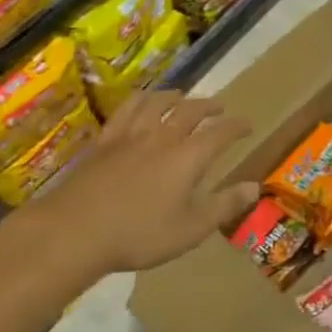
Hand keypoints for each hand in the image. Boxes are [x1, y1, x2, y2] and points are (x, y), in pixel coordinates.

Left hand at [39, 89, 255, 275]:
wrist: (76, 230)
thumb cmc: (139, 234)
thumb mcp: (190, 229)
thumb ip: (224, 205)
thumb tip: (255, 187)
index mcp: (188, 157)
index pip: (220, 133)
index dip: (237, 126)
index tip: (247, 124)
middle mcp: (163, 136)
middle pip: (191, 110)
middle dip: (209, 106)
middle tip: (219, 107)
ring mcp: (131, 134)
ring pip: (158, 102)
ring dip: (175, 96)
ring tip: (182, 96)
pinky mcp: (106, 139)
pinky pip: (127, 109)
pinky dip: (140, 99)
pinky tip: (142, 101)